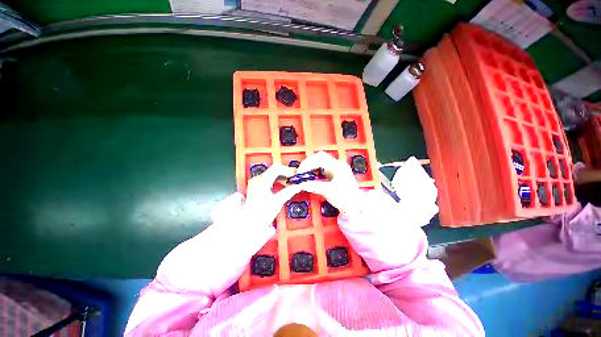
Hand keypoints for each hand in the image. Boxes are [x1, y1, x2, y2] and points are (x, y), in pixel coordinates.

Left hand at [242, 163, 304, 226]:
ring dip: (282, 177)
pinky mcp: (256, 186)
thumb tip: (299, 186)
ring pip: (272, 174)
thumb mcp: (278, 202)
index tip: (296, 175)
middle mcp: (257, 180)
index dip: (288, 170)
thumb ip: (290, 191)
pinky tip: (282, 185)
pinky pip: (268, 178)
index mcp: (261, 181)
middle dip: (286, 173)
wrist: (249, 224)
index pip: (277, 168)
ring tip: (289, 183)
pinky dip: (277, 180)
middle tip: (295, 179)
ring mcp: (255, 183)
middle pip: (274, 170)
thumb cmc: (260, 214)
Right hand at [295, 151, 364, 216]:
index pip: (320, 159)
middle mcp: (337, 164)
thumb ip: (315, 186)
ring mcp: (336, 168)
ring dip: (311, 166)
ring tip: (304, 174)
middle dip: (308, 163)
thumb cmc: (345, 198)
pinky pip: (322, 167)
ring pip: (321, 161)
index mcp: (338, 166)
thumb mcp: (329, 192)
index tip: (300, 172)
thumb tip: (301, 184)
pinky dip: (315, 170)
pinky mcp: (334, 173)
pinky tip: (311, 176)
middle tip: (300, 172)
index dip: (308, 164)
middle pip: (320, 157)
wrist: (356, 206)